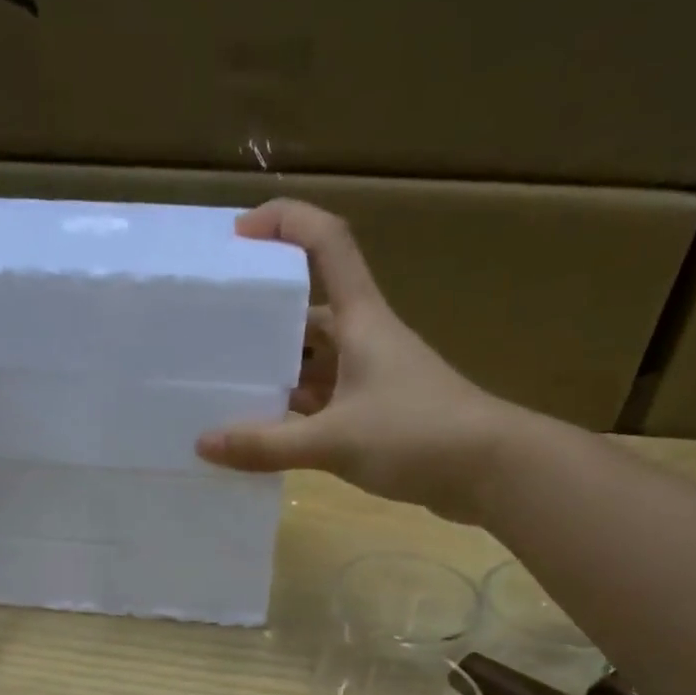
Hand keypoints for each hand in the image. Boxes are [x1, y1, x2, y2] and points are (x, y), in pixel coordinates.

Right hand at [195, 200, 524, 522]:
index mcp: (361, 319)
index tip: (238, 237)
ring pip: (315, 364)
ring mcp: (374, 378)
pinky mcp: (380, 415)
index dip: (285, 223)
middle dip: (262, 321)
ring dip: (277, 375)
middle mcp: (366, 339)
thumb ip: (267, 445)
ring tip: (225, 392)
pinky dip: (296, 416)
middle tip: (211, 340)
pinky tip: (265, 436)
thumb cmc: (416, 434)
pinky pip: (326, 404)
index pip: (326, 243)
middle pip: (308, 312)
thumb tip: (204, 444)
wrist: (492, 471)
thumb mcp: (334, 440)